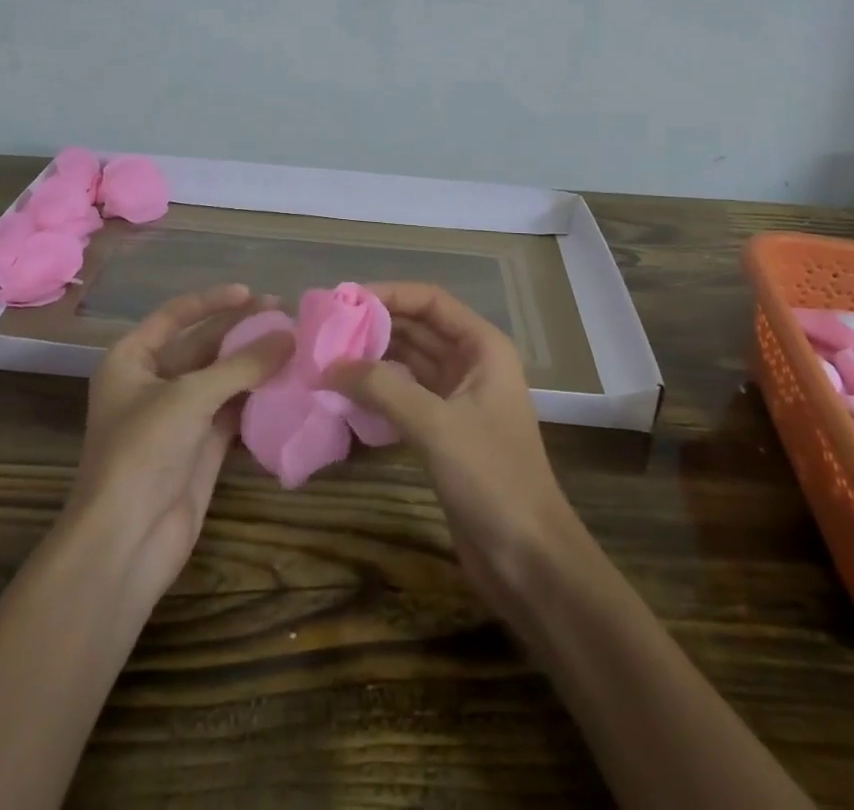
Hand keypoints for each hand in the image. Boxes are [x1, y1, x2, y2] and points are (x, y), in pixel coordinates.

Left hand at [65, 283, 292, 600]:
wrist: (126, 542)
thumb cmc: (143, 452)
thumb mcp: (190, 397)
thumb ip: (242, 364)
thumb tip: (290, 335)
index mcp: (132, 359)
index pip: (175, 316)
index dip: (213, 301)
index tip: (252, 292)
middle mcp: (153, 382)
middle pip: (203, 345)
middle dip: (242, 330)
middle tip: (288, 316)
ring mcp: (179, 416)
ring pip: (223, 377)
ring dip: (255, 363)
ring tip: (296, 344)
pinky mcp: (201, 446)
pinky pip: (234, 409)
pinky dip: (258, 396)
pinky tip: (289, 382)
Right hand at [328, 282, 581, 611]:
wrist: (528, 559)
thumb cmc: (492, 478)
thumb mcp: (435, 426)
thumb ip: (382, 388)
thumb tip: (330, 365)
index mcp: (483, 347)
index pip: (430, 302)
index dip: (389, 294)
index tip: (343, 301)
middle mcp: (472, 364)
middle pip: (418, 328)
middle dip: (375, 326)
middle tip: (325, 330)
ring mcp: (458, 398)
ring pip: (409, 362)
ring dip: (373, 358)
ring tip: (326, 357)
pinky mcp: (445, 431)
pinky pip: (406, 396)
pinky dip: (379, 391)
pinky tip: (346, 393)